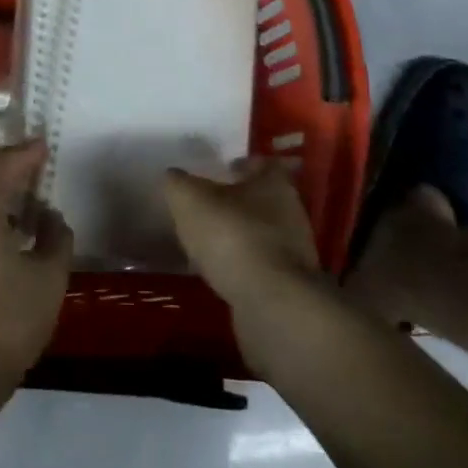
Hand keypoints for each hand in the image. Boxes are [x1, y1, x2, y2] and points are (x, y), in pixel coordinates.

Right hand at [163, 157, 320, 308]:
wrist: (271, 303)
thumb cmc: (233, 236)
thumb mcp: (190, 200)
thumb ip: (178, 184)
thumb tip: (173, 177)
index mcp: (275, 183)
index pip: (262, 164)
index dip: (242, 165)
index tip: (222, 170)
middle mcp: (291, 212)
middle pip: (263, 199)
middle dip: (238, 202)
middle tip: (208, 207)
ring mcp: (294, 251)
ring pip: (262, 233)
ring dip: (239, 236)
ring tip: (208, 243)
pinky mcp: (289, 285)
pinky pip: (260, 266)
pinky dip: (242, 266)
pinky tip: (220, 272)